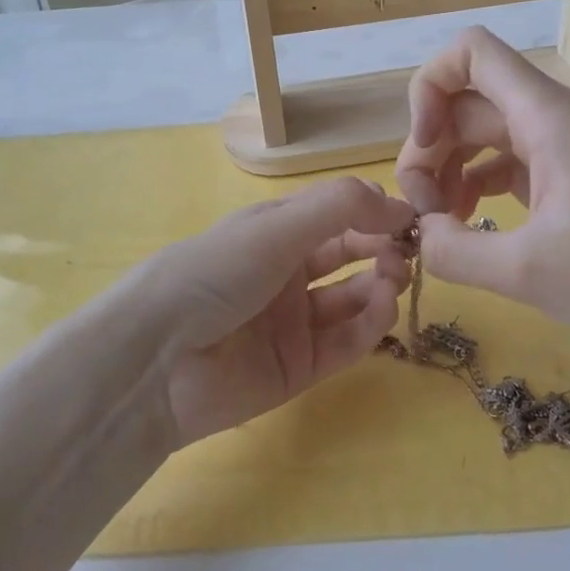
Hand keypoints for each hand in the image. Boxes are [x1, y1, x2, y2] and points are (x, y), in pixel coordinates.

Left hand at [143, 177, 414, 446]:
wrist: (157, 359)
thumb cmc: (214, 274)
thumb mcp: (274, 228)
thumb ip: (339, 207)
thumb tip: (396, 203)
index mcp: (274, 232)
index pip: (337, 215)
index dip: (374, 214)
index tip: (412, 219)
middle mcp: (286, 273)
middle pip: (350, 255)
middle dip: (383, 249)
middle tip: (407, 253)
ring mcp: (293, 322)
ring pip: (353, 300)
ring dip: (381, 286)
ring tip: (394, 281)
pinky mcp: (299, 367)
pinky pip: (345, 342)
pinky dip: (369, 324)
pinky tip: (380, 308)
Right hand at [393, 27, 569, 358]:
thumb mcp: (527, 271)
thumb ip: (454, 251)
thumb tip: (421, 235)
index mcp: (545, 116)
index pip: (469, 53)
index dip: (429, 88)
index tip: (422, 146)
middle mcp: (551, 118)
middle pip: (466, 103)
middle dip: (429, 149)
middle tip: (423, 212)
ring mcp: (563, 148)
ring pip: (483, 135)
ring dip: (449, 170)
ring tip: (440, 225)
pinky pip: (506, 163)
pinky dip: (476, 186)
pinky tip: (470, 227)